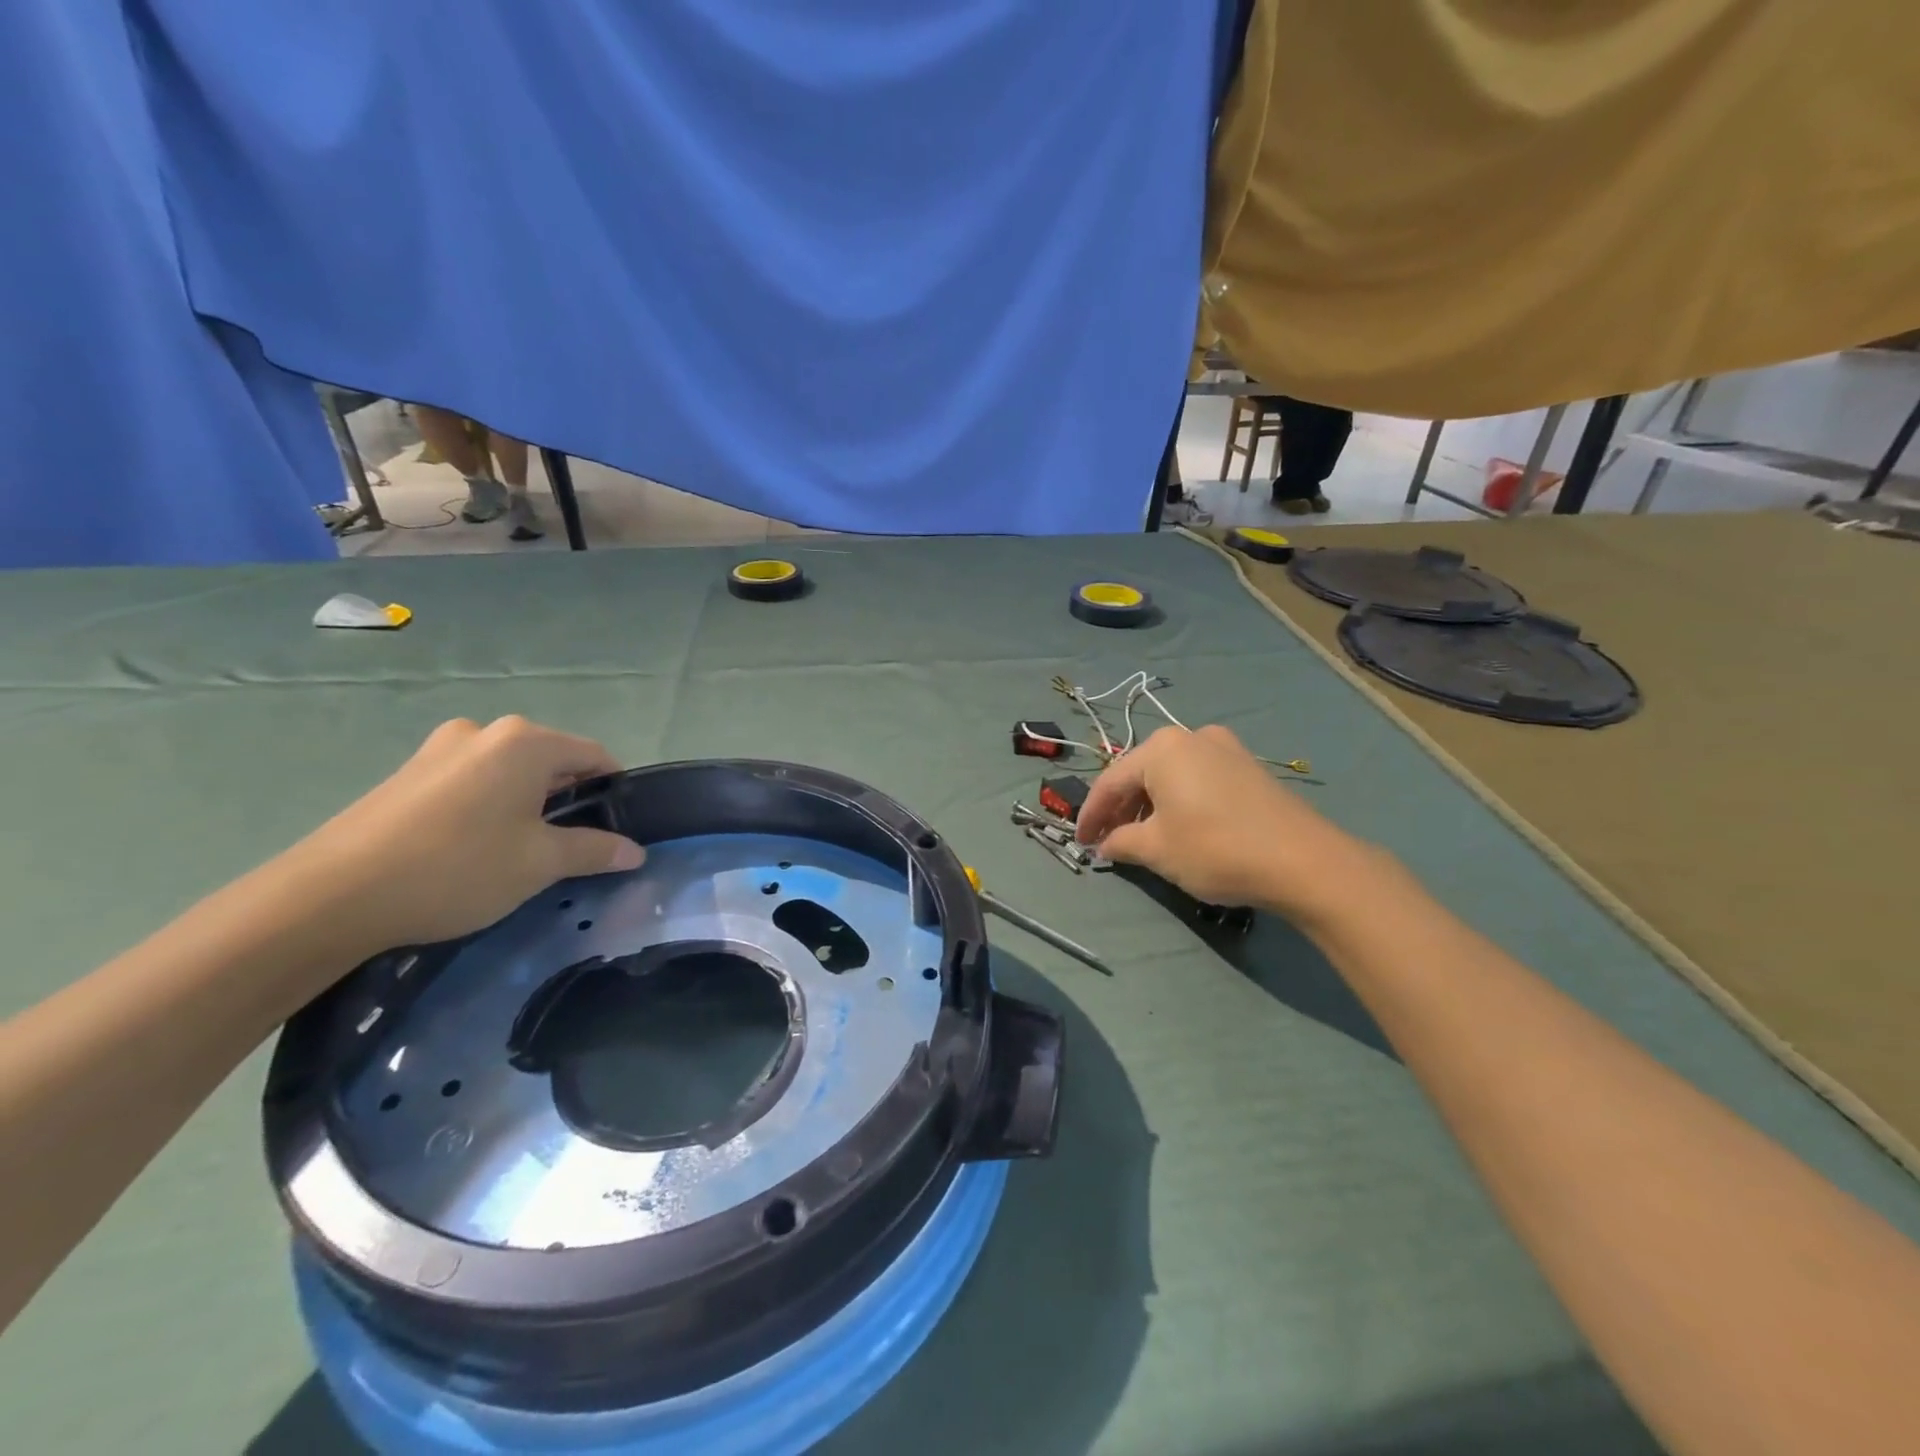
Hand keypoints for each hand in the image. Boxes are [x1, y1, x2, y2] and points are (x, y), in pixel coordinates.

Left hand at [286, 717, 643, 954]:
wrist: (331, 895)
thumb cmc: (457, 867)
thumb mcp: (539, 863)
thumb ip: (594, 850)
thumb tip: (635, 851)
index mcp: (526, 742)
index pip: (594, 755)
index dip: (614, 790)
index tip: (618, 828)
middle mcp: (486, 732)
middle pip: (551, 761)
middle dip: (570, 799)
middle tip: (572, 846)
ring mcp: (441, 749)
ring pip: (509, 772)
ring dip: (528, 803)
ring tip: (522, 850)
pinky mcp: (408, 773)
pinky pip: (472, 781)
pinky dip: (489, 805)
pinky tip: (476, 846)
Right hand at [1076, 724, 1380, 927]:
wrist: (1304, 860)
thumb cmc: (1216, 849)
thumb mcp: (1157, 850)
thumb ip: (1122, 841)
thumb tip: (1105, 844)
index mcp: (1161, 748)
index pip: (1110, 781)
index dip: (1091, 814)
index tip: (1080, 841)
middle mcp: (1190, 737)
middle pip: (1140, 773)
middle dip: (1120, 808)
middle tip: (1108, 841)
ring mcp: (1223, 747)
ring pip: (1170, 775)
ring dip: (1149, 805)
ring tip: (1140, 838)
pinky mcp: (1247, 766)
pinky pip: (1197, 778)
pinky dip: (1178, 800)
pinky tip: (1177, 827)